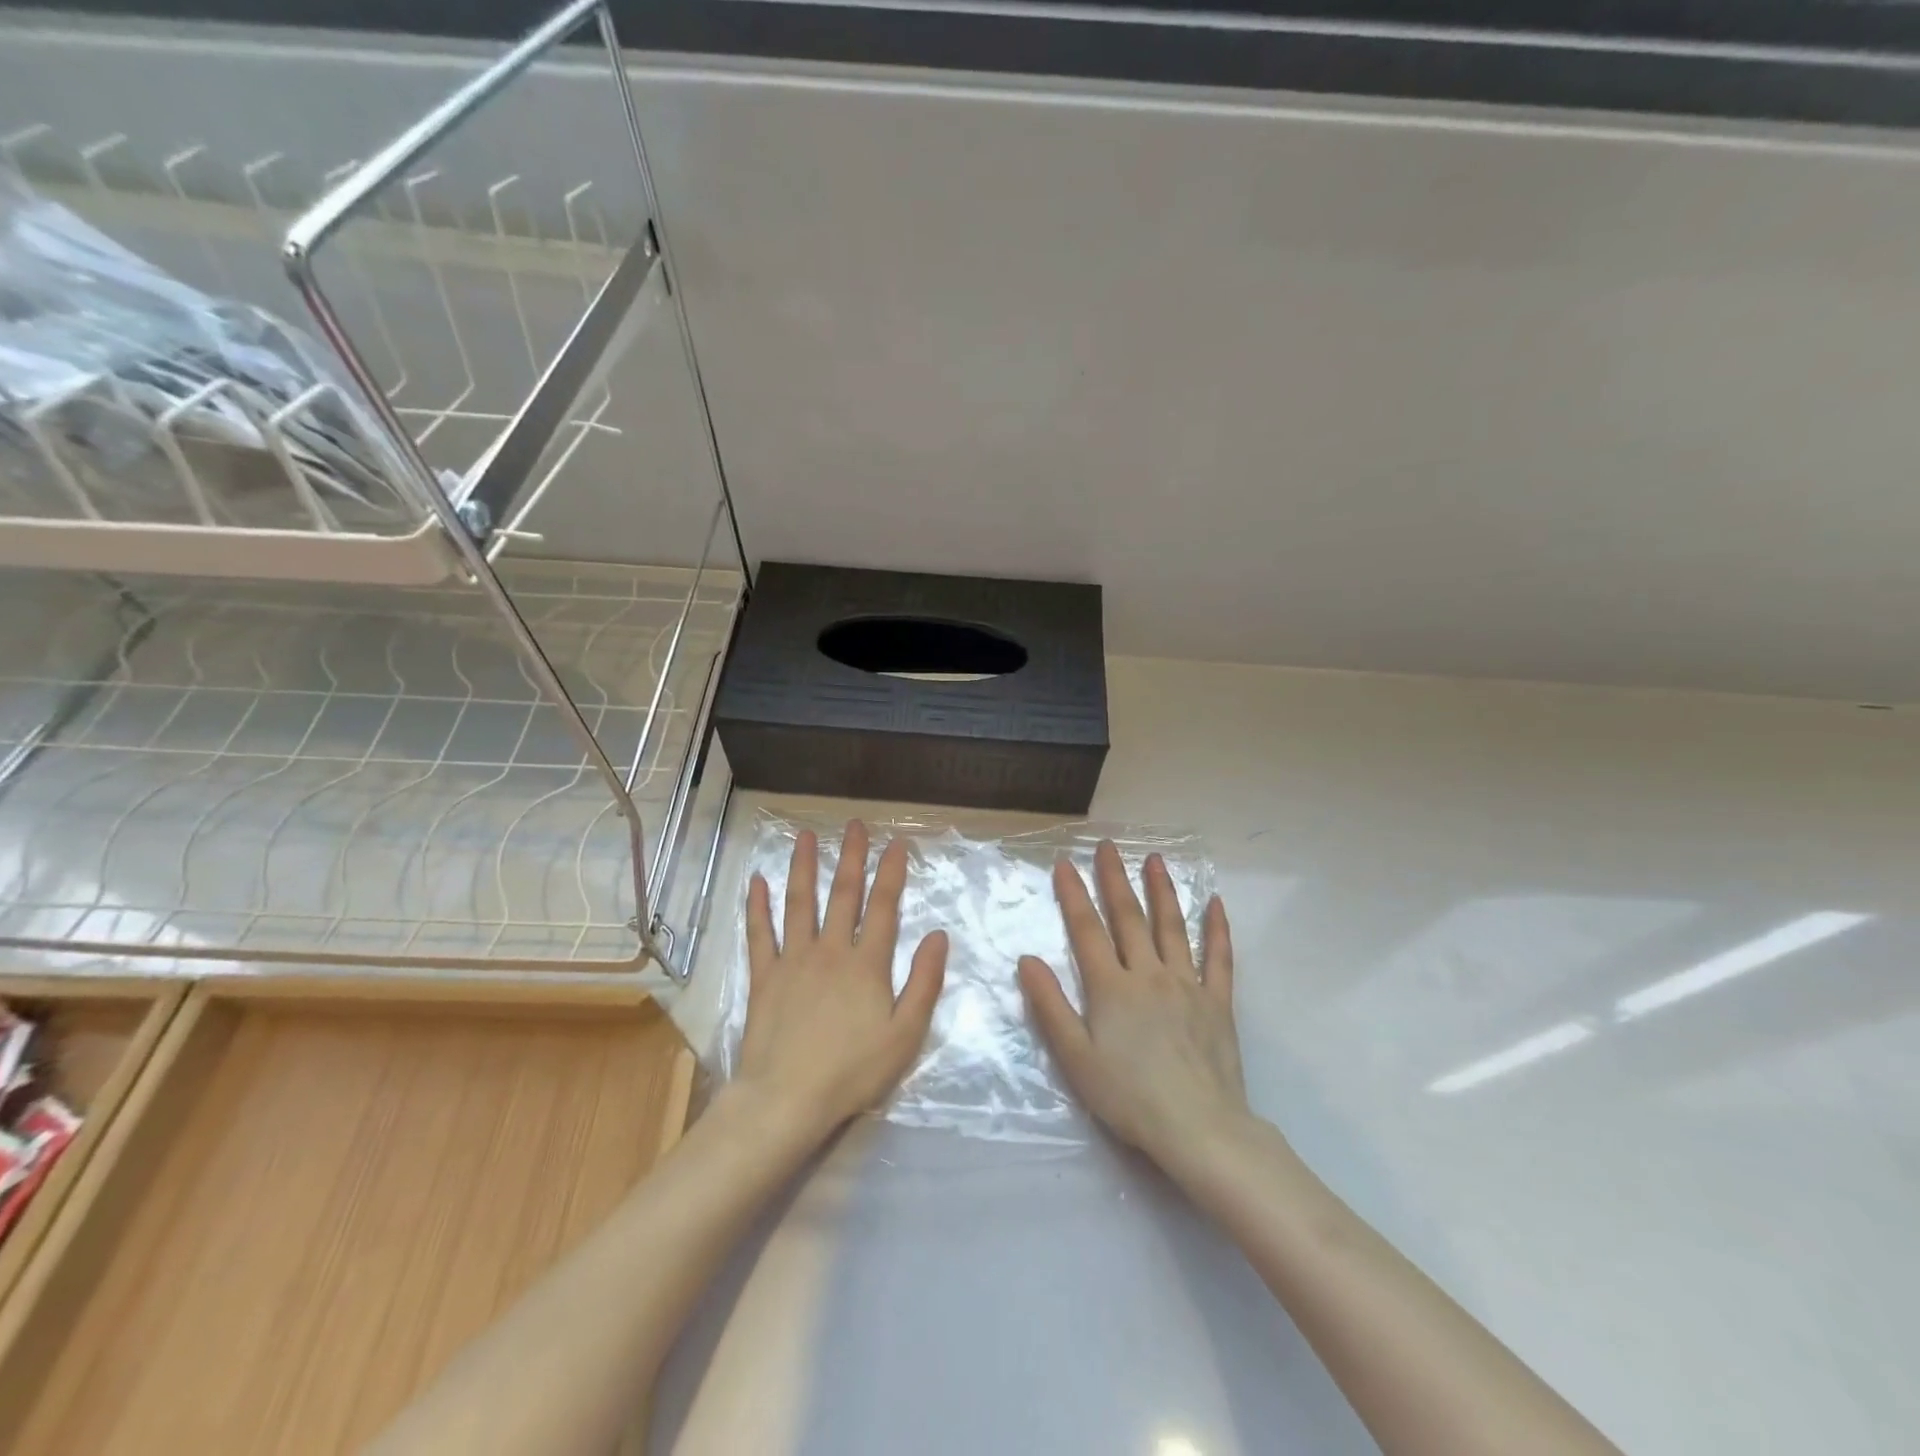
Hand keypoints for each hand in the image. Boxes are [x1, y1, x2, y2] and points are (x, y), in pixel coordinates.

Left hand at [736, 820, 948, 1143]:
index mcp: (866, 963)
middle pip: (843, 894)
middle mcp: (830, 950)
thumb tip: (938, 935)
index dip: (891, 872)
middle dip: (850, 857)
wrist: (787, 1099)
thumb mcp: (905, 1034)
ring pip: (799, 903)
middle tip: (853, 825)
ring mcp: (793, 960)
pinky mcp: (764, 976)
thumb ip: (924, 982)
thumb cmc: (852, 1070)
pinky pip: (759, 934)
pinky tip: (757, 881)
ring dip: (803, 867)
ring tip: (804, 836)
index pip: (883, 907)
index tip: (896, 843)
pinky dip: (757, 906)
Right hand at [1019, 842, 1248, 1175]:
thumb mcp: (1075, 1057)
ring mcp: (1187, 985)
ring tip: (1155, 859)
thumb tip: (1028, 960)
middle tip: (1108, 846)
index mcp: (1112, 987)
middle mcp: (1149, 974)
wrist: (1199, 1128)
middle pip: (1129, 918)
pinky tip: (1216, 904)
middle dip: (1115, 879)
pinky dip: (1217, 929)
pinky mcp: (1218, 1002)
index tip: (1065, 863)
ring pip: (1172, 927)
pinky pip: (1219, 958)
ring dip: (1162, 890)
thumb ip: (1050, 1006)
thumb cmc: (1129, 1096)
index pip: (1087, 930)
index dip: (1074, 895)